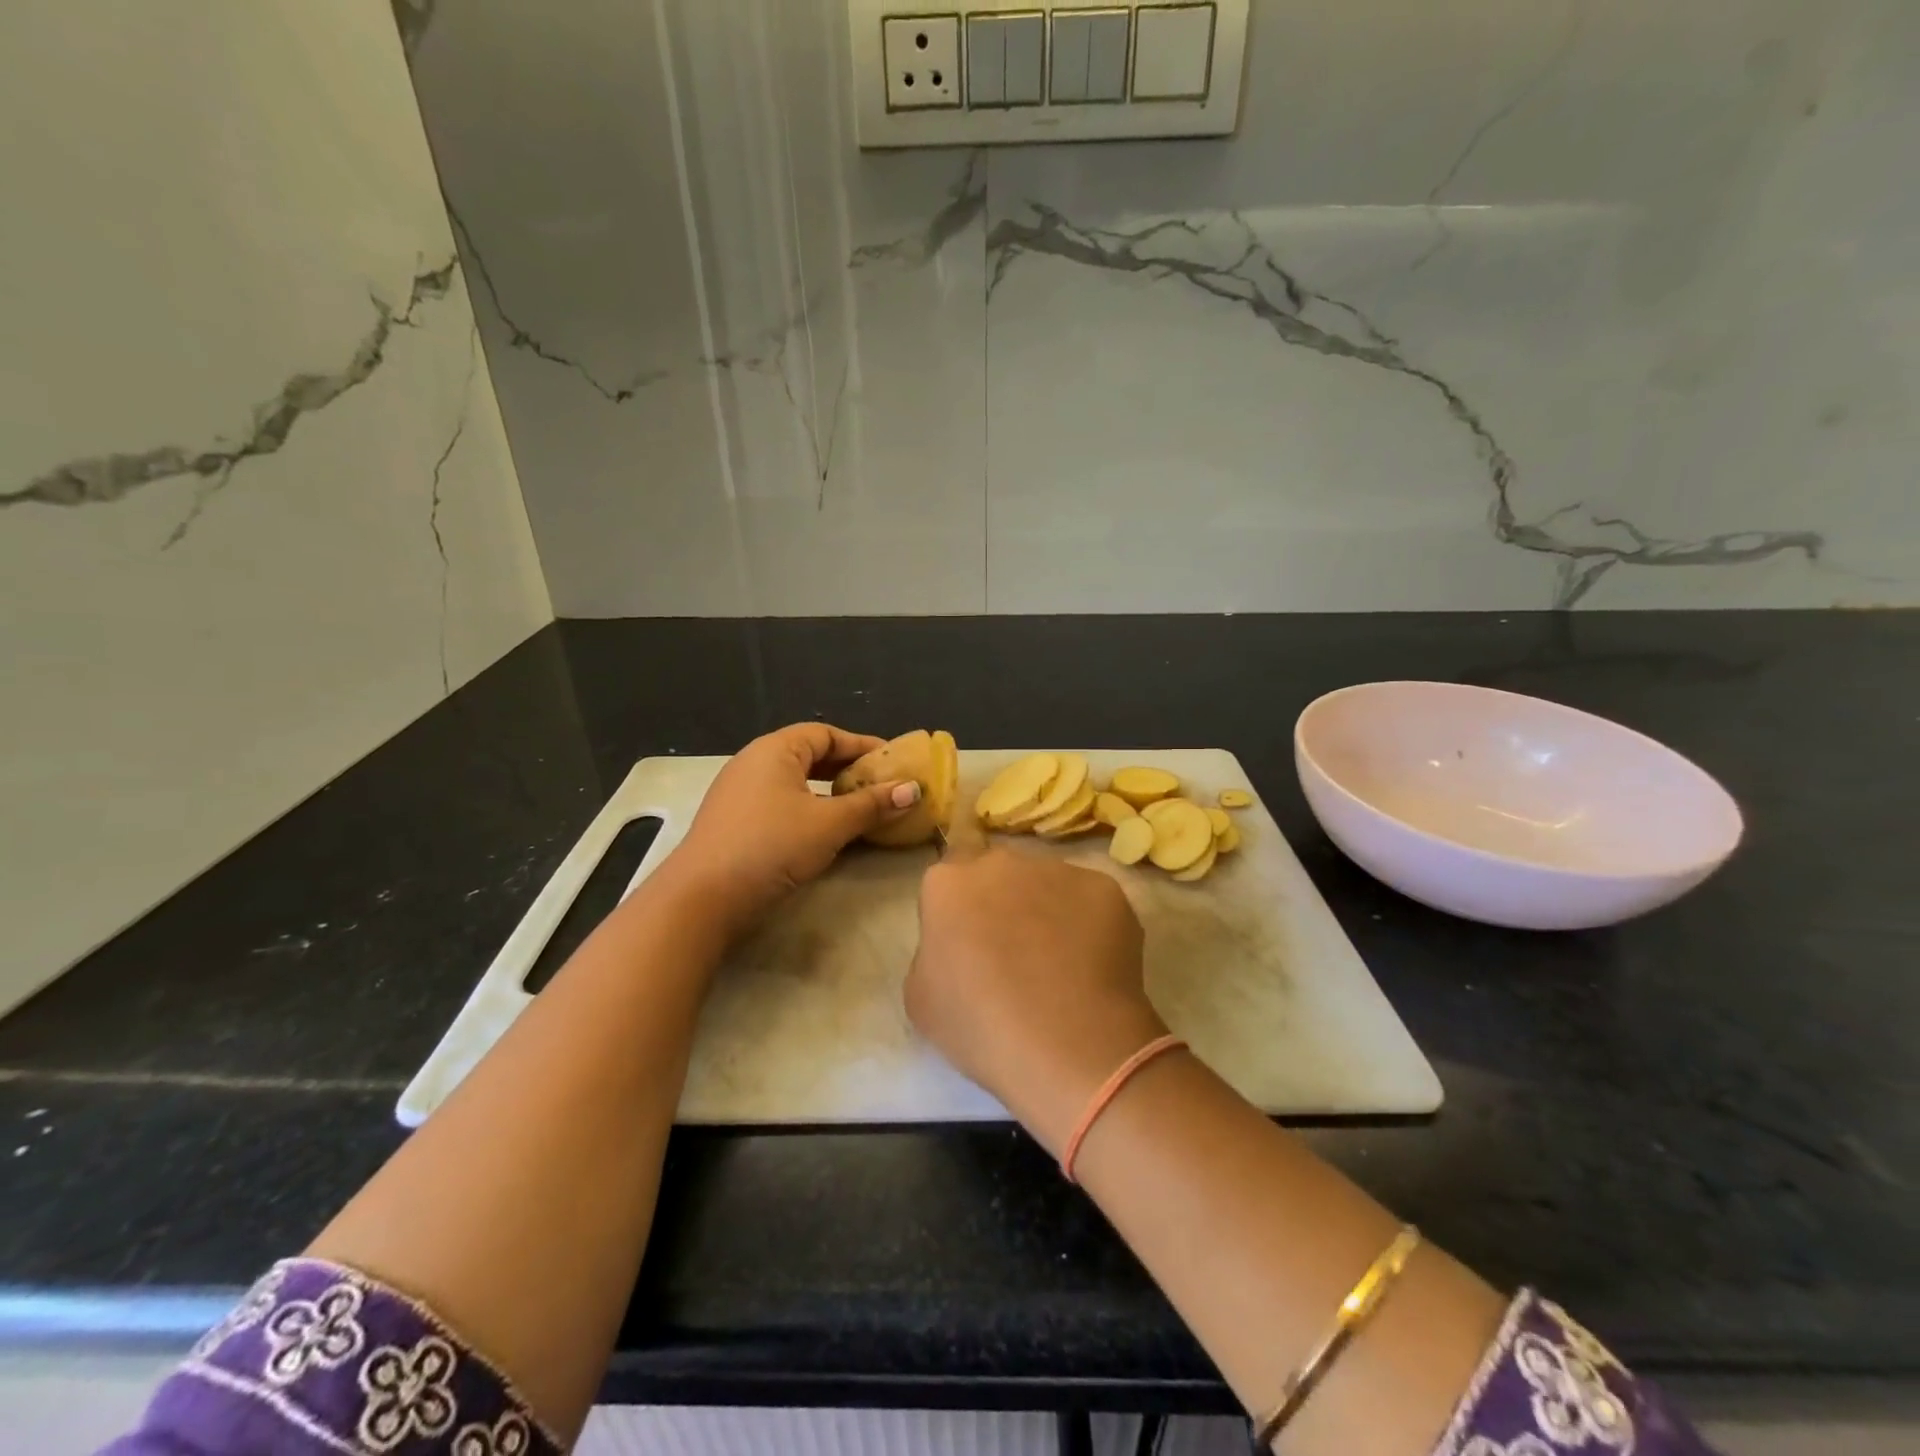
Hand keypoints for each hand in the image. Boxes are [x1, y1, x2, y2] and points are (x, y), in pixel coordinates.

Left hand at [667, 722, 920, 928]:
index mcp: (775, 750)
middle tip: (879, 784)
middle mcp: (754, 762)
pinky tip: (822, 830)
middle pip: (808, 754)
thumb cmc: (771, 846)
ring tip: (857, 807)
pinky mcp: (732, 821)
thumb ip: (872, 805)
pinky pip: (779, 802)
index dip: (860, 745)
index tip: (891, 760)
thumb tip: (913, 789)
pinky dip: (807, 808)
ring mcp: (738, 792)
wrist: (703, 897)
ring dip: (827, 791)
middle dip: (845, 768)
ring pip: (794, 781)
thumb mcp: (830, 824)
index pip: (825, 733)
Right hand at [907, 845, 1165, 1154]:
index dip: (960, 907)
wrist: (1069, 1046)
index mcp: (949, 883)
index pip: (949, 876)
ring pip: (1046, 884)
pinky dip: (1088, 924)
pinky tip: (1090, 967)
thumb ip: (933, 950)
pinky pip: (1088, 901)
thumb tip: (957, 944)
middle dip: (1002, 900)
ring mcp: (1057, 870)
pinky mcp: (1104, 888)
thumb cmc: (981, 1028)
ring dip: (1046, 910)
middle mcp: (1001, 862)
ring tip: (1059, 964)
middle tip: (1012, 951)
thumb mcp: (921, 998)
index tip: (968, 941)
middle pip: (998, 873)